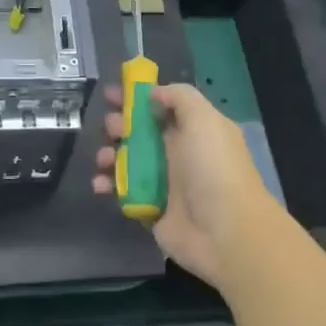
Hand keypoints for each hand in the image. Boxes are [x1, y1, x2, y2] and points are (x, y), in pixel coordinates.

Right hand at [92, 82, 274, 288]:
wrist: (225, 232)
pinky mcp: (149, 208)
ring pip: (126, 160)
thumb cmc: (214, 169)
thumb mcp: (204, 120)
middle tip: (111, 128)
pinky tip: (100, 184)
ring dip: (109, 154)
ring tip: (104, 158)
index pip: (160, 106)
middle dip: (118, 124)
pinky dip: (107, 184)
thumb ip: (179, 97)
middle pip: (139, 132)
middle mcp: (177, 153)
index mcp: (192, 130)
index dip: (135, 97)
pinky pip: (122, 191)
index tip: (110, 94)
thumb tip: (154, 92)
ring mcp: (163, 182)